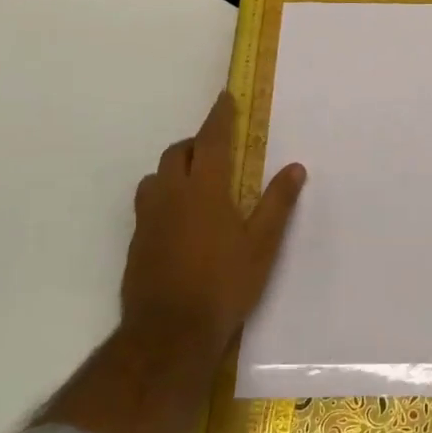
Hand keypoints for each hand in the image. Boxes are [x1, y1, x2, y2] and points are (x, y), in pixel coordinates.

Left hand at [122, 91, 306, 361]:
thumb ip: (277, 203)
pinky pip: (148, 205)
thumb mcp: (262, 245)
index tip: (226, 98)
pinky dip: (164, 198)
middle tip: (216, 150)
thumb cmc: (223, 284)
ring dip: (174, 170)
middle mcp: (171, 194)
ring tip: (194, 184)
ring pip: (156, 177)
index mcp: (204, 188)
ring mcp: (148, 219)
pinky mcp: (136, 243)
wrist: (169, 334)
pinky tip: (178, 222)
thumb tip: (295, 168)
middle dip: (196, 143)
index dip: (219, 116)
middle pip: (177, 153)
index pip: (211, 139)